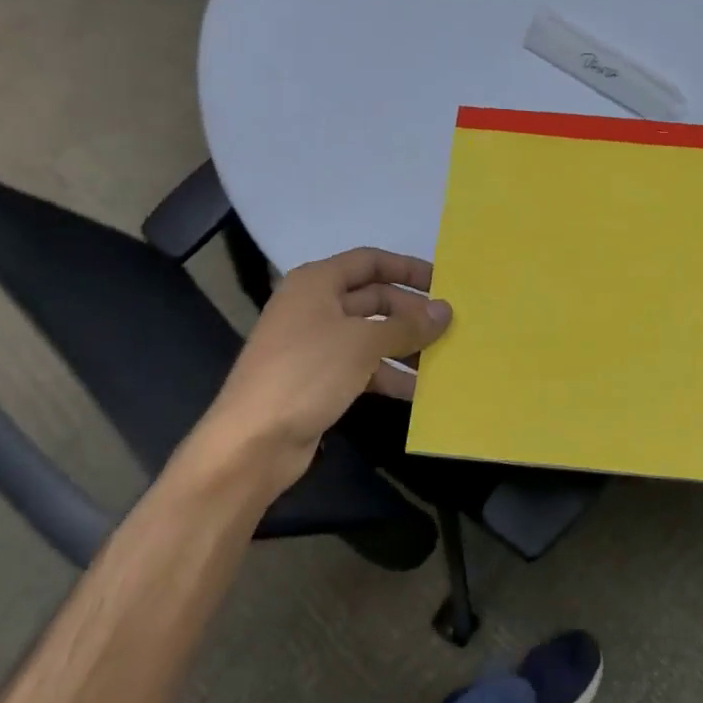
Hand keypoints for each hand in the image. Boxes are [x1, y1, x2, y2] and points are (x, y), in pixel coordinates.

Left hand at [196, 248, 450, 488]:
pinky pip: (361, 367)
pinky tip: (418, 392)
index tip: (443, 283)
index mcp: (317, 283)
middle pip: (372, 299)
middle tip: (450, 328)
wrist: (253, 441)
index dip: (406, 268)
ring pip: (370, 336)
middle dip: (411, 313)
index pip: (369, 261)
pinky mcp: (317, 380)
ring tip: (442, 361)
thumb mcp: (363, 343)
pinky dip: (388, 375)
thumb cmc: (307, 373)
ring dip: (404, 346)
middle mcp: (314, 307)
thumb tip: (446, 311)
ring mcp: (314, 345)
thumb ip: (406, 326)